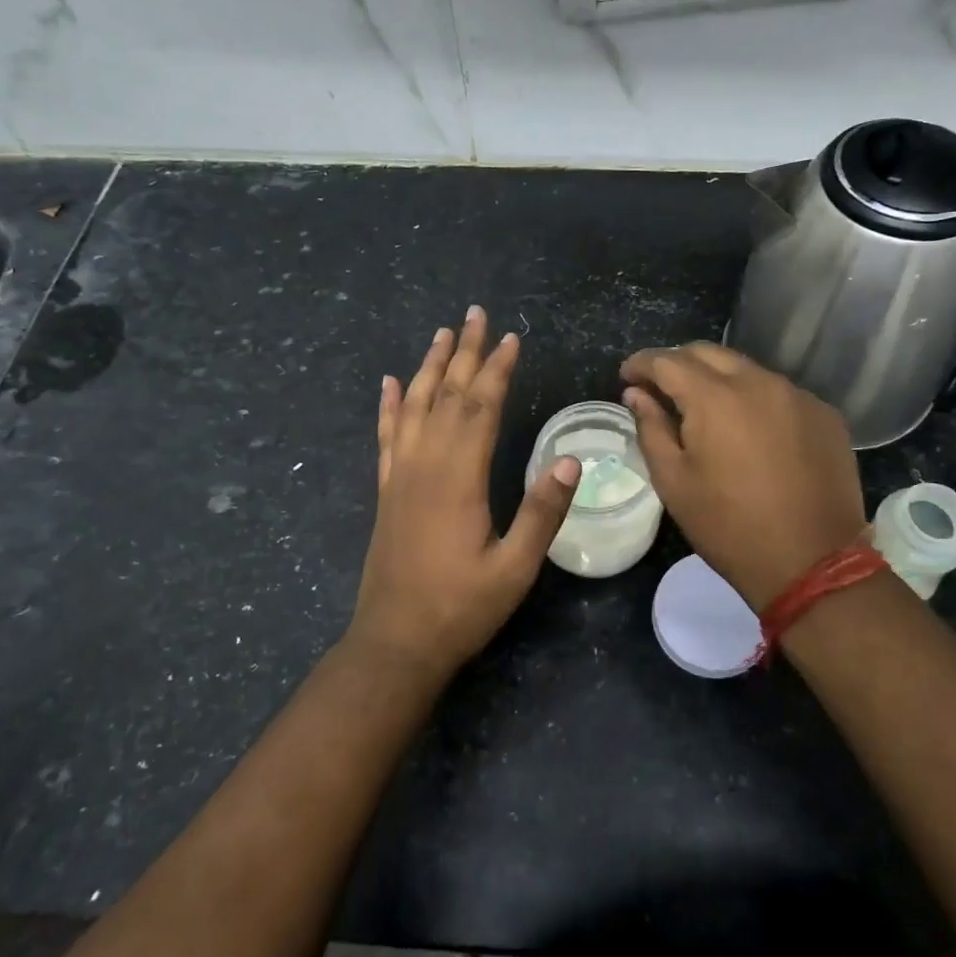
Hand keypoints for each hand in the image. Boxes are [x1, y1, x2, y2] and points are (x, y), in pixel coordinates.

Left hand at [350, 306, 580, 679]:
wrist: (395, 642)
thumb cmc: (461, 608)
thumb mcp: (514, 568)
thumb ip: (541, 513)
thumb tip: (569, 459)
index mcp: (459, 478)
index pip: (480, 408)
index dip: (496, 369)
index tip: (510, 338)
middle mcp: (425, 465)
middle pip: (447, 395)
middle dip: (465, 353)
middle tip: (475, 314)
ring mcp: (400, 476)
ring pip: (415, 406)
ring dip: (429, 367)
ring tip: (441, 334)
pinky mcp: (387, 492)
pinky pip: (386, 437)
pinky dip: (389, 406)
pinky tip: (390, 383)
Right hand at [620, 343, 865, 610]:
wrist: (812, 562)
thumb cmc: (729, 526)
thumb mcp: (674, 482)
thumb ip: (651, 428)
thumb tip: (637, 394)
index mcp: (715, 398)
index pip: (668, 360)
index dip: (641, 363)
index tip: (627, 375)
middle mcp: (759, 382)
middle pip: (709, 353)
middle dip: (678, 362)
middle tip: (661, 387)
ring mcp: (797, 396)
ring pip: (747, 370)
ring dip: (719, 379)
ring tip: (705, 408)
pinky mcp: (824, 415)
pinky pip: (779, 393)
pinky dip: (755, 399)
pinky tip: (751, 429)